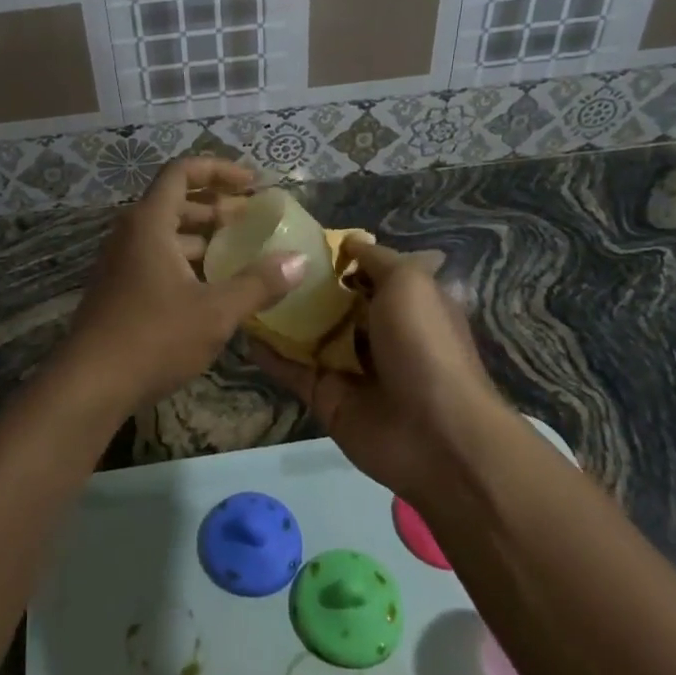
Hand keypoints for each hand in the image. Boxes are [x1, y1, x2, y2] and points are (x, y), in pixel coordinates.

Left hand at [62, 157, 303, 414]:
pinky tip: (213, 285)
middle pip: (176, 200)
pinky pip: (157, 257)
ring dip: (204, 235)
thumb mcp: (215, 311)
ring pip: (167, 232)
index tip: (253, 184)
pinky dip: (187, 259)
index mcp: (150, 222)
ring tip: (241, 251)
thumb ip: (258, 284)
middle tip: (254, 220)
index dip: (219, 170)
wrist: (89, 384)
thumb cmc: (154, 338)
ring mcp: (121, 260)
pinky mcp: (119, 287)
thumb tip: (300, 261)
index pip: (182, 171)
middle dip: (217, 205)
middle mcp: (131, 232)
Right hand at [252, 237, 507, 504]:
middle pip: (333, 303)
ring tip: (241, 285)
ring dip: (280, 315)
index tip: (299, 239)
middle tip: (258, 258)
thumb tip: (349, 241)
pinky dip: (267, 352)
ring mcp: (349, 367)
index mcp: (405, 305)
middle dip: (302, 284)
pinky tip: (241, 327)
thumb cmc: (424, 345)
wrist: (434, 435)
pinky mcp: (325, 396)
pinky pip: (291, 369)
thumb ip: (377, 260)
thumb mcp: (409, 283)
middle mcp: (377, 334)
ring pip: (308, 335)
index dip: (338, 258)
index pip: (367, 274)